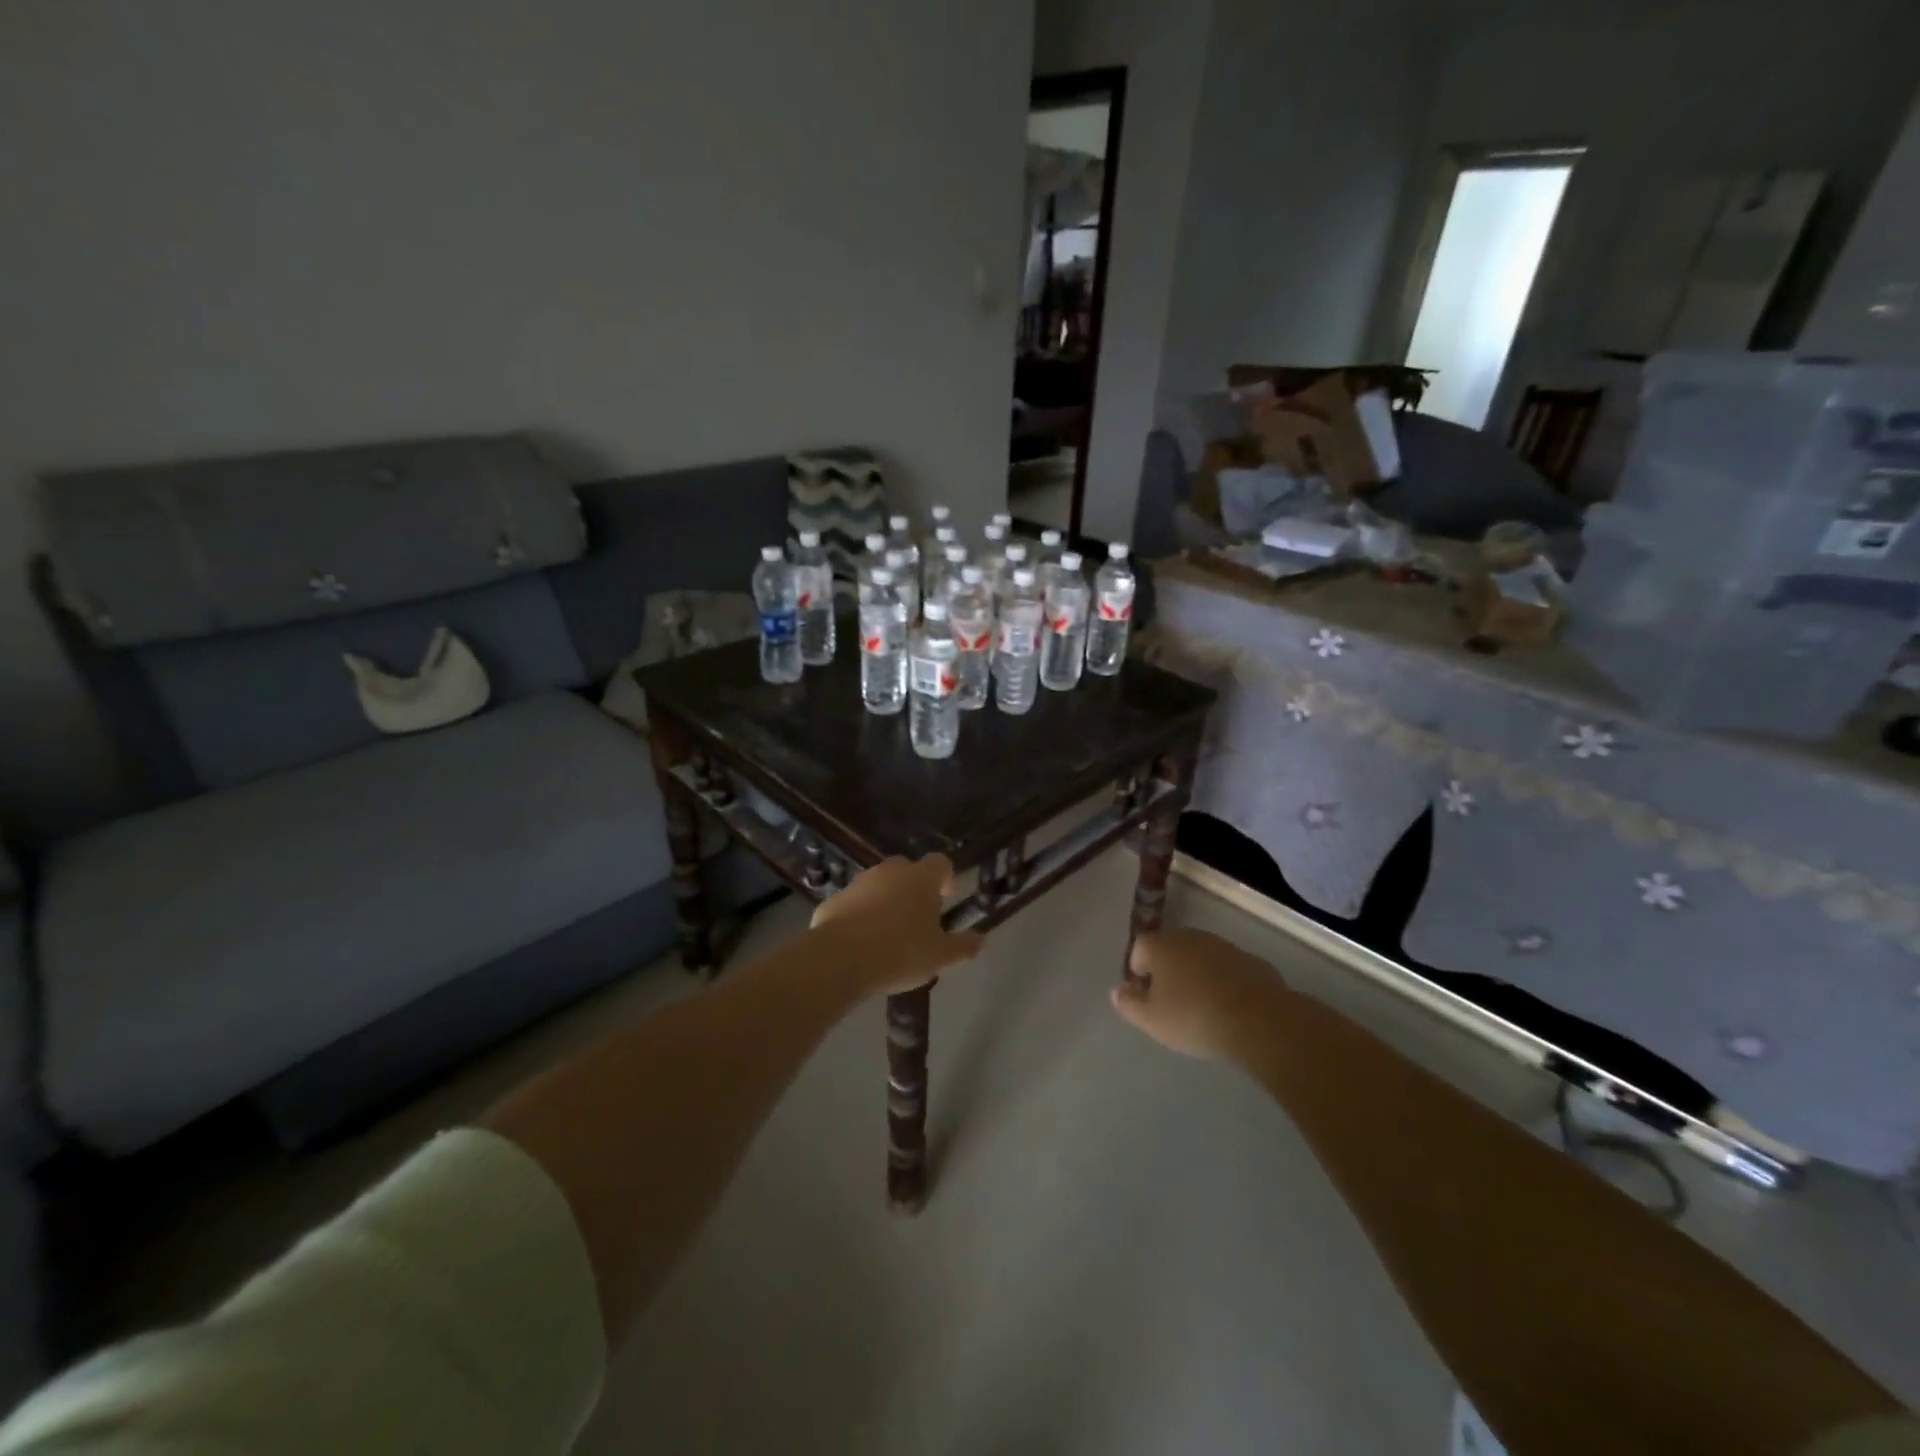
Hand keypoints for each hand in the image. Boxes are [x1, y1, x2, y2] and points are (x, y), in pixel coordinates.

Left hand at [811, 855, 983, 997]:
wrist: (839, 958)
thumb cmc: (900, 952)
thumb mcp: (940, 956)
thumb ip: (963, 945)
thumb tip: (980, 938)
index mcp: (921, 878)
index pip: (940, 862)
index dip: (946, 876)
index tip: (946, 895)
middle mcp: (890, 871)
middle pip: (907, 870)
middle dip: (913, 888)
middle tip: (918, 918)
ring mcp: (858, 882)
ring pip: (878, 885)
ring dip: (886, 901)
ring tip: (889, 934)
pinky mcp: (834, 899)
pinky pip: (854, 903)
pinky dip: (860, 915)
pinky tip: (861, 942)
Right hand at [1112, 928, 1290, 1064]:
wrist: (1258, 1020)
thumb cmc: (1193, 1017)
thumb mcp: (1151, 1019)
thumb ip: (1128, 1003)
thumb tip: (1117, 991)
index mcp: (1161, 945)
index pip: (1139, 948)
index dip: (1138, 972)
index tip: (1147, 998)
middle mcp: (1190, 937)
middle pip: (1170, 949)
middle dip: (1167, 971)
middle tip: (1171, 1003)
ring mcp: (1223, 946)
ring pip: (1200, 958)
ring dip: (1196, 975)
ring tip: (1201, 1007)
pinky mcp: (1251, 960)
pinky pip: (1227, 970)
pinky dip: (1223, 982)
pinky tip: (1229, 1008)